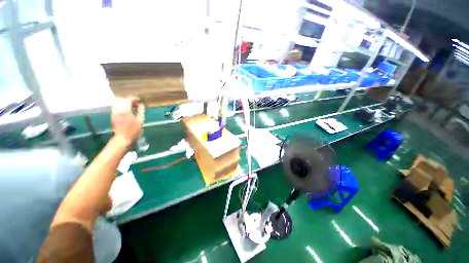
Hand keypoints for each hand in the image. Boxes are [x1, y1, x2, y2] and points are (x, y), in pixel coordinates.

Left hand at [111, 98, 143, 146]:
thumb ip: (141, 111)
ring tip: (132, 107)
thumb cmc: (133, 130)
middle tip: (136, 104)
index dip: (134, 98)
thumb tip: (141, 104)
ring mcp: (114, 112)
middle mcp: (118, 109)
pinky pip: (116, 107)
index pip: (128, 99)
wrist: (123, 138)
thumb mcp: (140, 120)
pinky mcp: (113, 115)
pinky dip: (122, 106)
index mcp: (125, 110)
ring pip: (118, 103)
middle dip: (129, 100)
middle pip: (122, 100)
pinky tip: (127, 111)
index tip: (139, 100)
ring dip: (125, 103)